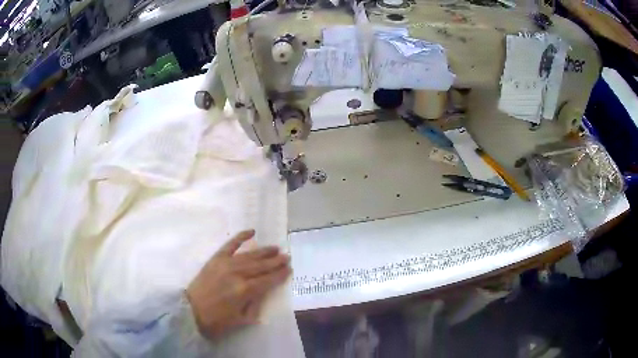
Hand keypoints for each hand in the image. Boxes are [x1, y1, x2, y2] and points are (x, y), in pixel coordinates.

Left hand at [186, 230, 290, 338]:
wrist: (189, 312)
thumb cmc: (216, 321)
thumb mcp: (240, 320)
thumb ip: (255, 306)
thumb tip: (264, 293)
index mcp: (245, 291)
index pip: (267, 280)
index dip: (279, 275)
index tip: (289, 269)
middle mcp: (238, 274)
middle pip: (261, 266)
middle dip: (276, 261)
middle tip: (287, 256)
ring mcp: (226, 264)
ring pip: (250, 255)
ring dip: (264, 251)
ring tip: (276, 248)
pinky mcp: (215, 259)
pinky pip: (230, 245)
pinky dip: (240, 237)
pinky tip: (251, 232)